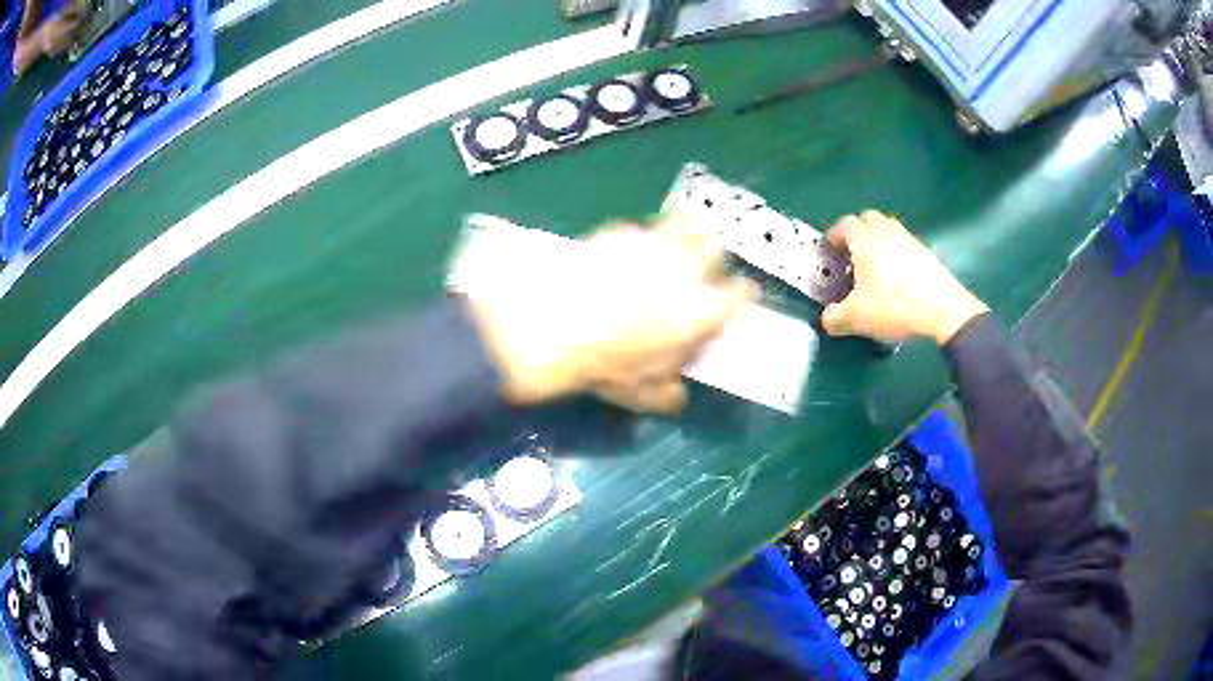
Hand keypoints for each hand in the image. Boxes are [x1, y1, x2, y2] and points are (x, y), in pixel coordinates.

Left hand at [464, 214, 754, 413]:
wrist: (553, 324)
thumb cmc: (606, 364)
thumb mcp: (643, 395)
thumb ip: (670, 394)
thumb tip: (678, 393)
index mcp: (703, 309)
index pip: (742, 294)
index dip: (740, 296)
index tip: (732, 300)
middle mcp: (687, 269)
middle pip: (716, 249)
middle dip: (709, 259)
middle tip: (694, 272)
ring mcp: (653, 243)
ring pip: (682, 227)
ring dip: (678, 238)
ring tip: (661, 253)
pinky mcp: (620, 231)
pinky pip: (638, 230)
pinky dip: (635, 240)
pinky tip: (617, 256)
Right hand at [821, 211, 987, 344]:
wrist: (943, 311)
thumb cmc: (895, 307)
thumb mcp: (856, 318)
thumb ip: (835, 318)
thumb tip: (827, 319)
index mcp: (865, 241)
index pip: (844, 224)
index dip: (834, 235)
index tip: (830, 250)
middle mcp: (886, 233)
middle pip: (868, 218)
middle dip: (857, 231)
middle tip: (851, 252)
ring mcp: (909, 240)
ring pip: (888, 228)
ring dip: (877, 238)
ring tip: (874, 263)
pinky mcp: (926, 252)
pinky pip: (904, 243)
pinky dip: (895, 251)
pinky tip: (896, 276)